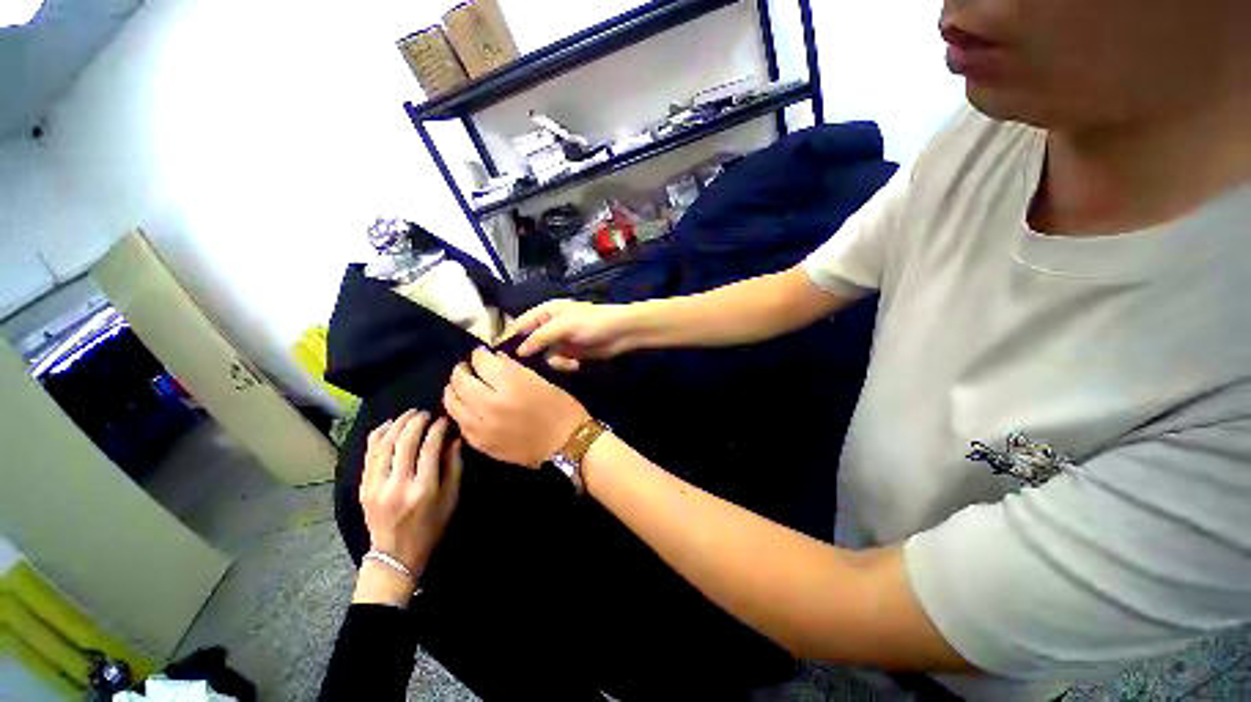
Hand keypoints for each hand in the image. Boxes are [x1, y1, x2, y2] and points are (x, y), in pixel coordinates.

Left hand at [355, 410, 462, 605]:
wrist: (395, 555)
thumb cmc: (431, 526)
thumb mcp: (452, 498)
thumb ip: (454, 466)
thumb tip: (454, 438)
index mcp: (423, 489)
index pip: (429, 448)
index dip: (438, 429)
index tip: (444, 419)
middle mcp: (397, 485)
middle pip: (404, 442)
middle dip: (416, 421)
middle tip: (425, 412)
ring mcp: (376, 486)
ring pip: (384, 445)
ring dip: (397, 424)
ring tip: (409, 414)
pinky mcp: (363, 488)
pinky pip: (369, 455)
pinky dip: (377, 436)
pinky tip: (387, 425)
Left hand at [443, 348, 590, 467]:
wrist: (568, 444)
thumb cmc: (562, 408)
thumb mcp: (543, 381)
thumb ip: (515, 369)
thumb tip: (495, 359)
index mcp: (511, 384)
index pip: (481, 362)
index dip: (479, 355)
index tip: (482, 354)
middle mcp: (490, 404)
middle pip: (460, 381)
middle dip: (462, 370)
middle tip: (468, 368)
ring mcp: (482, 426)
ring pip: (452, 403)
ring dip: (454, 391)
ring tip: (462, 387)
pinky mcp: (481, 444)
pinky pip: (460, 424)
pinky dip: (460, 412)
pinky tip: (468, 409)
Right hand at [504, 299, 637, 370]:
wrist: (621, 333)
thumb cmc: (593, 323)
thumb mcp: (564, 326)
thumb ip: (540, 337)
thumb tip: (519, 352)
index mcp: (545, 313)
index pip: (519, 325)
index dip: (507, 340)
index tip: (496, 358)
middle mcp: (548, 326)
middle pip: (529, 343)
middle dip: (533, 356)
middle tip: (532, 369)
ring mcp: (559, 341)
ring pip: (543, 356)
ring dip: (555, 361)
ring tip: (568, 362)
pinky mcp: (570, 354)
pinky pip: (557, 362)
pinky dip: (565, 365)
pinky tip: (576, 364)